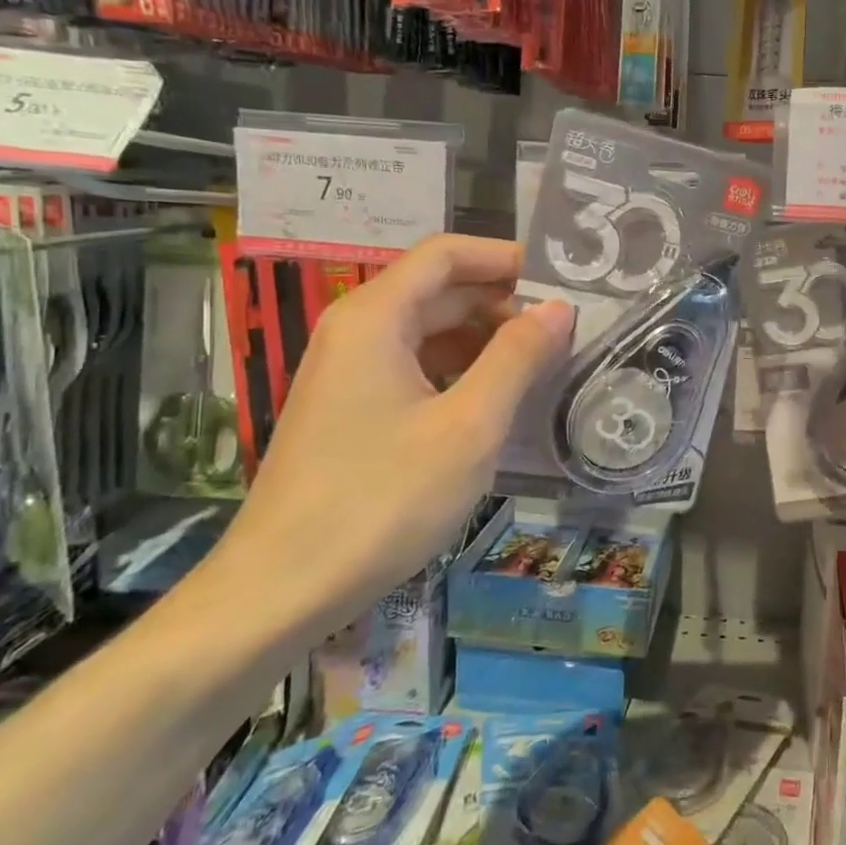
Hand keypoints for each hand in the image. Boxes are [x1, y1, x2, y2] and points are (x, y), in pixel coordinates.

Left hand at [204, 235, 573, 634]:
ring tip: (541, 369)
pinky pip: (414, 370)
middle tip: (564, 334)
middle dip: (502, 304)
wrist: (281, 590)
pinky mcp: (349, 412)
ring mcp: (348, 374)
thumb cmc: (382, 499)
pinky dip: (459, 375)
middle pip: (438, 292)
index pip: (446, 254)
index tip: (560, 283)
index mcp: (375, 317)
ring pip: (428, 334)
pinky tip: (494, 406)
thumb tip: (558, 308)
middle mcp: (356, 332)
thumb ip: (517, 357)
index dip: (504, 258)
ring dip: (484, 343)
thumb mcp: (468, 426)